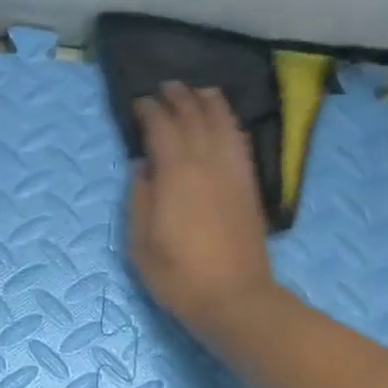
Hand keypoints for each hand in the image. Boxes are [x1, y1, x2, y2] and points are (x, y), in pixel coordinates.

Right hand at [127, 83, 279, 343]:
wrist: (234, 298)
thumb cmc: (179, 277)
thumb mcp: (140, 245)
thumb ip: (139, 199)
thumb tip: (142, 167)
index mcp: (175, 174)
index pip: (161, 127)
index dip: (149, 111)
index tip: (138, 105)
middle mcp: (207, 162)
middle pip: (193, 116)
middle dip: (178, 98)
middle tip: (165, 88)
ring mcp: (233, 172)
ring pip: (222, 122)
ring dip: (208, 102)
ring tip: (198, 91)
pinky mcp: (249, 185)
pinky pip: (240, 142)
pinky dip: (229, 123)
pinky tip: (224, 121)